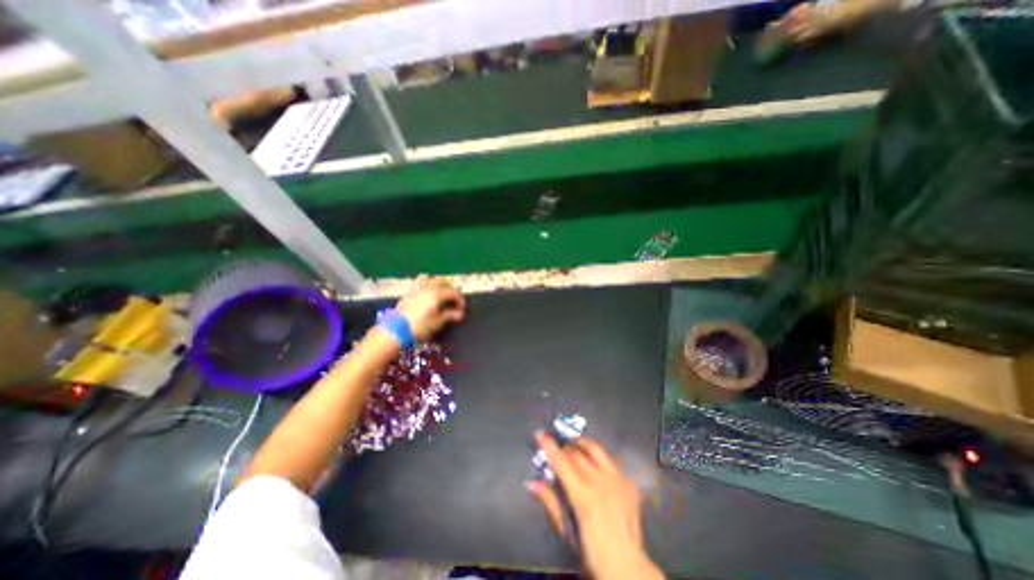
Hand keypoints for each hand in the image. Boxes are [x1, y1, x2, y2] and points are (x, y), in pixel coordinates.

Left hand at [394, 274, 465, 339]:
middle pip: (444, 282)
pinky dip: (428, 283)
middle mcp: (428, 287)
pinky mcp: (409, 291)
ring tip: (442, 293)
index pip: (454, 292)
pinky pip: (421, 281)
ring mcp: (417, 287)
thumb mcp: (437, 322)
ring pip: (432, 278)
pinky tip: (428, 291)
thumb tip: (460, 314)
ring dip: (440, 284)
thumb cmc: (419, 326)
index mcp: (437, 294)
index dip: (460, 300)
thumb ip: (449, 315)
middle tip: (454, 300)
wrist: (395, 329)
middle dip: (451, 289)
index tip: (462, 309)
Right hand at [529, 434, 666, 579]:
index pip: (562, 463)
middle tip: (557, 452)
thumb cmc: (591, 554)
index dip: (549, 447)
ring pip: (596, 449)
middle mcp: (601, 483)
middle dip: (564, 449)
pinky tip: (595, 465)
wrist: (628, 569)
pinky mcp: (628, 483)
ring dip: (582, 445)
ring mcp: (617, 480)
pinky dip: (599, 458)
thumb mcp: (567, 532)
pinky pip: (611, 461)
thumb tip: (532, 482)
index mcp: (584, 497)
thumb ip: (551, 502)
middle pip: (577, 454)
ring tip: (575, 445)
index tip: (540, 434)